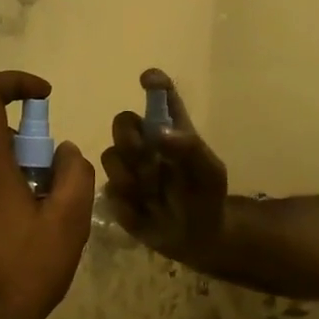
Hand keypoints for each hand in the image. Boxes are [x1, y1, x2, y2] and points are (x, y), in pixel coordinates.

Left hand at [0, 72, 94, 318]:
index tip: (44, 97)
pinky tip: (21, 240)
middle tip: (56, 192)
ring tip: (43, 225)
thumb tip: (64, 152)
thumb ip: (74, 174)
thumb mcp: (67, 223)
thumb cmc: (23, 272)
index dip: (14, 83)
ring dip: (19, 179)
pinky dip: (2, 198)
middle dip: (31, 153)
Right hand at [98, 70, 228, 265]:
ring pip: (111, 157)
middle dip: (129, 138)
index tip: (148, 80)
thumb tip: (160, 133)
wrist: (197, 239)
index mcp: (172, 130)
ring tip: (152, 195)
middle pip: (122, 122)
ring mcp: (128, 168)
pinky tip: (146, 212)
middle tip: (145, 157)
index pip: (161, 97)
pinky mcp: (117, 194)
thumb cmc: (206, 197)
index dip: (154, 83)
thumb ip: (190, 149)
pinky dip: (129, 203)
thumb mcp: (209, 173)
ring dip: (131, 176)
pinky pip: (110, 190)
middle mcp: (146, 143)